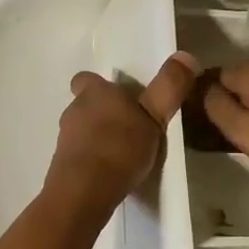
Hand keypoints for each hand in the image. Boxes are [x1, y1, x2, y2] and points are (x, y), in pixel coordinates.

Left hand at [44, 52, 199, 210]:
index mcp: (94, 93)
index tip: (119, 98)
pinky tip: (109, 174)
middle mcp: (74, 110)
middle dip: (104, 114)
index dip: (99, 86)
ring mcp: (65, 140)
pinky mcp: (62, 167)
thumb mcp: (154, 117)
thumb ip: (169, 87)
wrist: (83, 193)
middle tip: (130, 127)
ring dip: (98, 138)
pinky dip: (91, 161)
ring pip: (82, 131)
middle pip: (86, 105)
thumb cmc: (119, 148)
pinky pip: (79, 157)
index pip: (86, 79)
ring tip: (122, 154)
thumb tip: (186, 55)